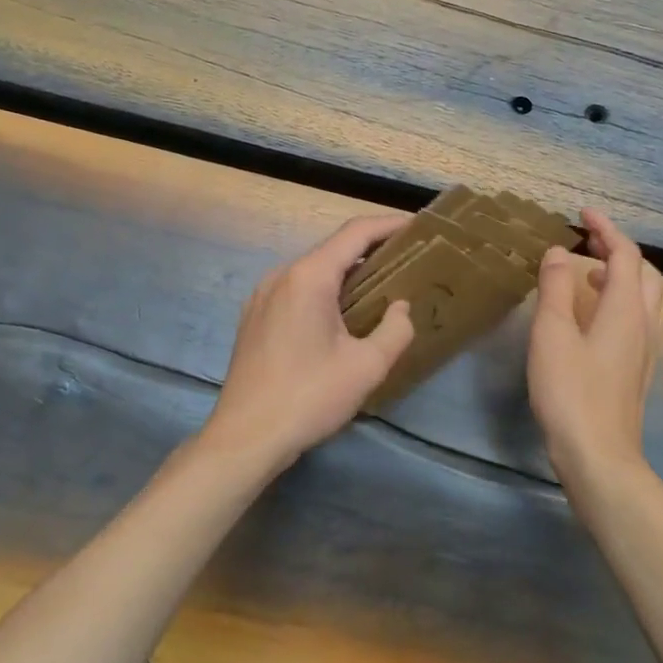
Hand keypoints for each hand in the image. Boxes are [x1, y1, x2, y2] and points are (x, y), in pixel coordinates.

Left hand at [202, 214, 414, 471]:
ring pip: (314, 270)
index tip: (418, 226)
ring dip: (348, 273)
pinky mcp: (255, 317)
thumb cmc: (308, 397)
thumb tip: (400, 308)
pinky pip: (297, 289)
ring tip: (381, 287)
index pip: (355, 233)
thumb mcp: (366, 367)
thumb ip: (395, 330)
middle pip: (333, 249)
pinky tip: (342, 314)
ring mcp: (263, 295)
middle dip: (372, 250)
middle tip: (408, 260)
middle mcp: (282, 275)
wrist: (244, 438)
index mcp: (309, 277)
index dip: (389, 225)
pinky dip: (325, 290)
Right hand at [527, 209, 662, 483]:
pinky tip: (590, 317)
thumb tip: (559, 251)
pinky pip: (635, 318)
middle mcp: (644, 324)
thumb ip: (556, 288)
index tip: (582, 213)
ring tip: (585, 273)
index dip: (606, 228)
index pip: (625, 254)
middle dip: (618, 249)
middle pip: (643, 272)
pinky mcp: (636, 370)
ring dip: (619, 275)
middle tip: (587, 240)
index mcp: (625, 309)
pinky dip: (616, 300)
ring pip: (643, 297)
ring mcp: (645, 349)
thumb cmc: (571, 391)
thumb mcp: (553, 334)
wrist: (599, 455)